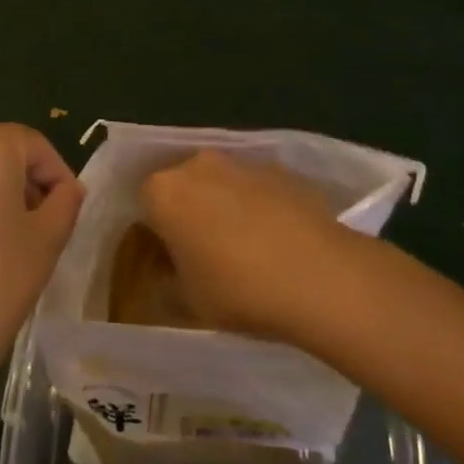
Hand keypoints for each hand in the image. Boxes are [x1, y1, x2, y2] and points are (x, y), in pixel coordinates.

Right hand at [139, 149, 350, 340]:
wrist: (320, 275)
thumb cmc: (240, 290)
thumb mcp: (190, 302)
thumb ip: (168, 282)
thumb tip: (167, 275)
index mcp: (163, 192)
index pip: (144, 205)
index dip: (154, 234)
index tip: (167, 261)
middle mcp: (196, 164)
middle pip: (181, 186)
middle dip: (187, 213)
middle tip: (202, 253)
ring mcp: (240, 162)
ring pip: (219, 183)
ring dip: (222, 206)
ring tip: (244, 249)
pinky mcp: (278, 168)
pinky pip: (254, 187)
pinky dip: (257, 205)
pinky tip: (275, 241)